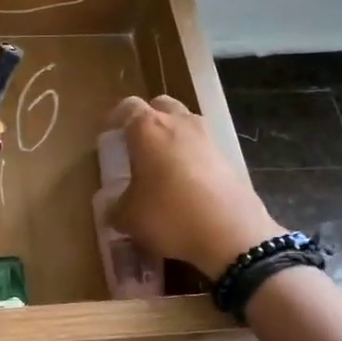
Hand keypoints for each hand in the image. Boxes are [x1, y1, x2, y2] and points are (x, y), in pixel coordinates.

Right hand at [105, 96, 281, 276]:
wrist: (231, 234)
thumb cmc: (169, 215)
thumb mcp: (128, 218)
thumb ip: (115, 207)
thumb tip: (113, 208)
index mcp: (148, 128)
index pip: (127, 108)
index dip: (115, 120)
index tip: (109, 137)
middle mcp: (180, 123)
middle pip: (161, 106)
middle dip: (148, 120)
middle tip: (138, 146)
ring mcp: (209, 138)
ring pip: (186, 125)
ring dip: (173, 138)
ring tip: (163, 167)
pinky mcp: (230, 159)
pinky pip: (203, 149)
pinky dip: (193, 158)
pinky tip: (187, 185)